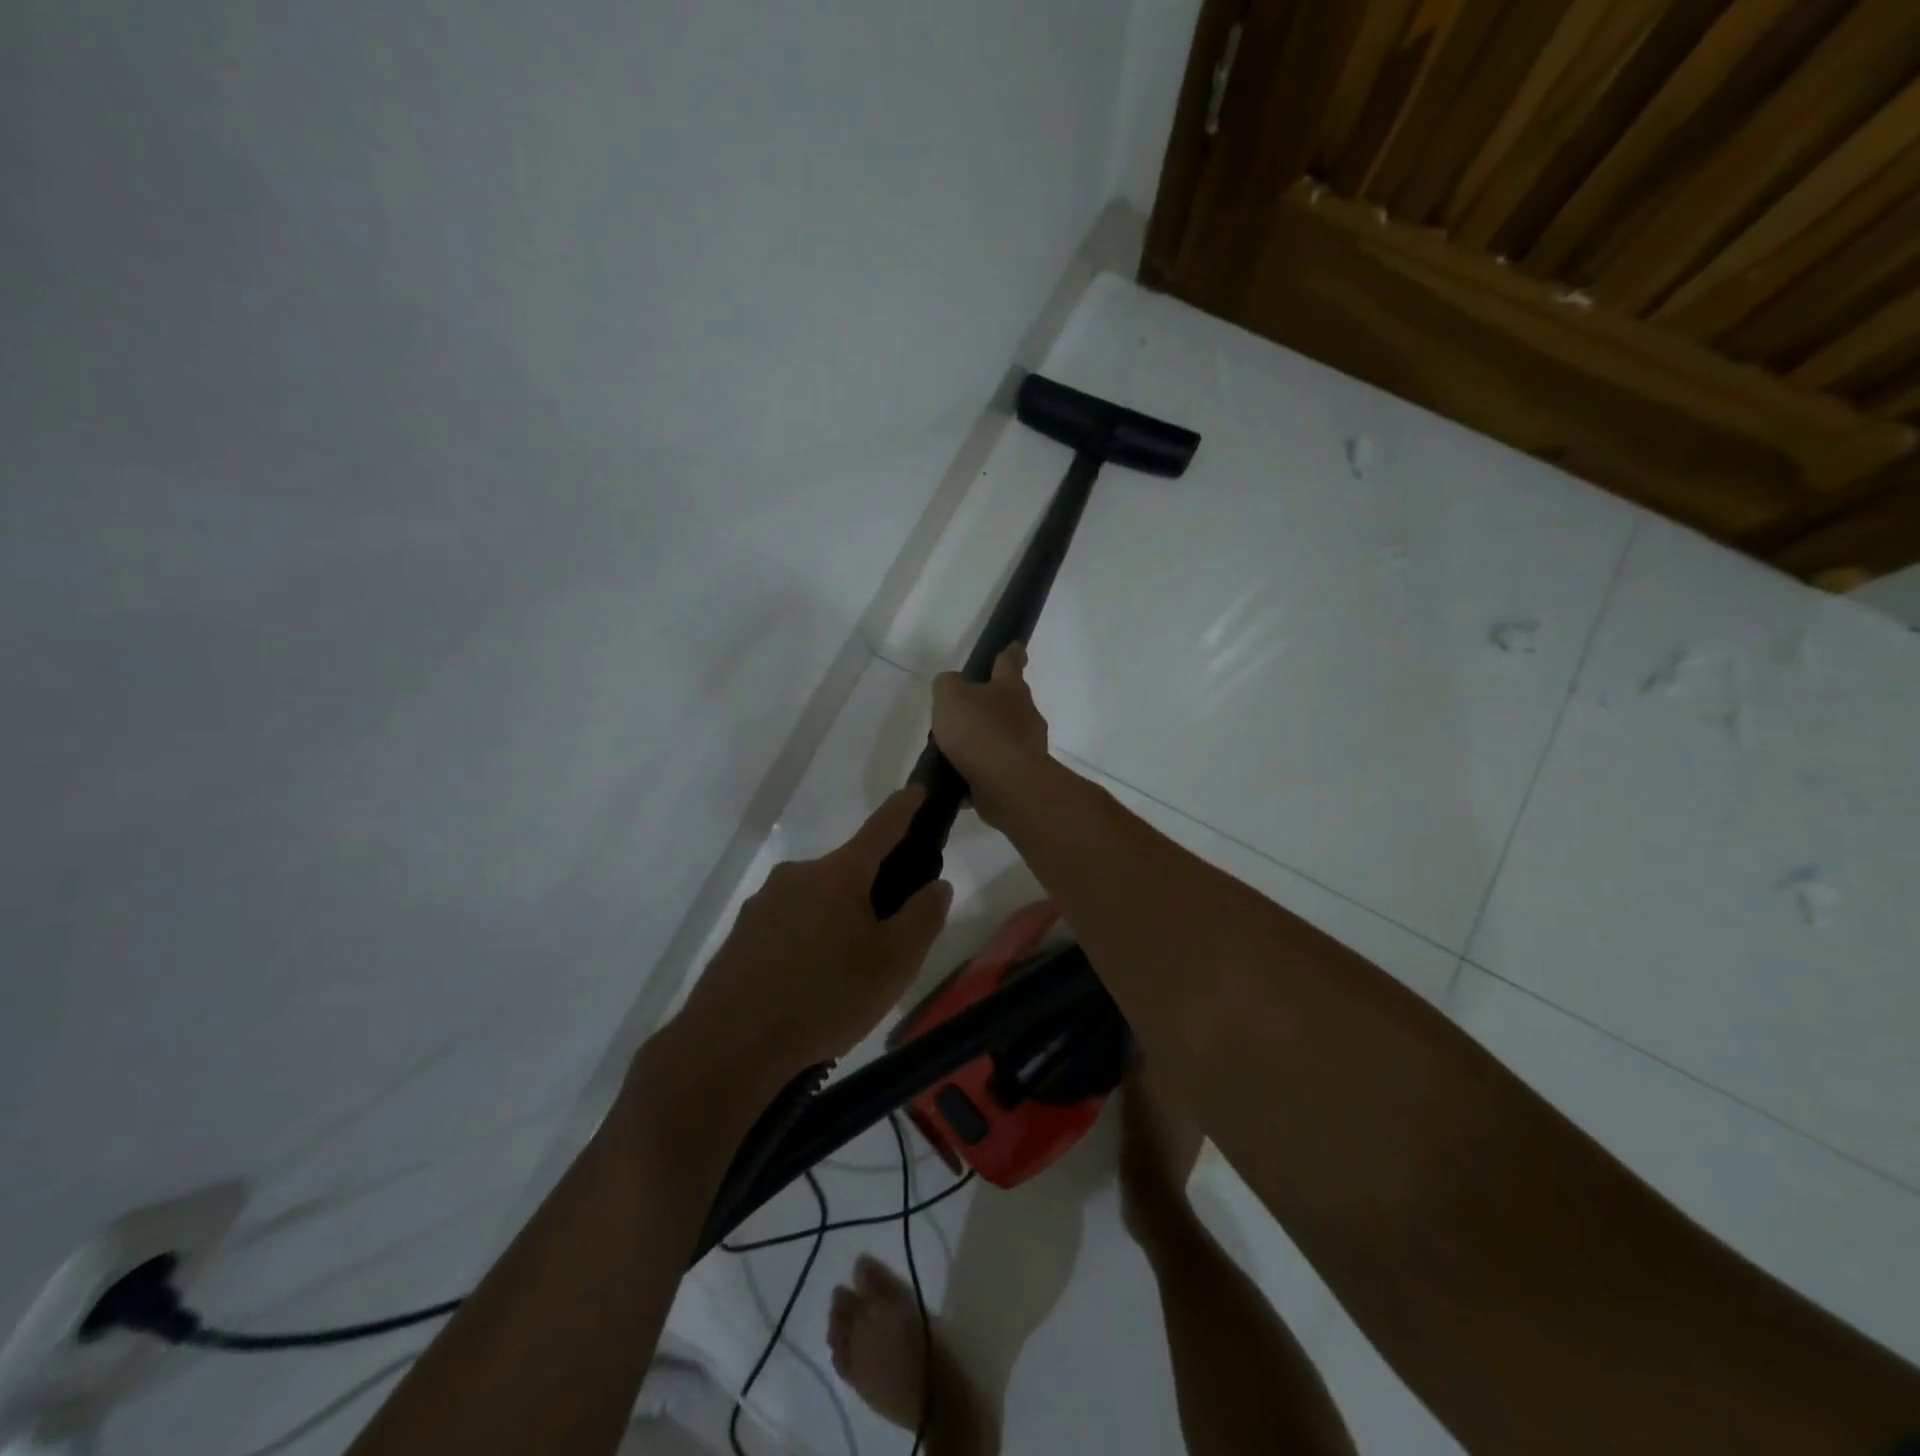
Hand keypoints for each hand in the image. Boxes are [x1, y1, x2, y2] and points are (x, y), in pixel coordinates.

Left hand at [675, 790, 953, 1076]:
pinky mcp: (743, 934)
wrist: (729, 1045)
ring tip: (847, 974)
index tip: (917, 790)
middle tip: (888, 938)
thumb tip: (937, 885)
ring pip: (817, 901)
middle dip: (872, 891)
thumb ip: (922, 918)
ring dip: (838, 921)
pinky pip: (789, 925)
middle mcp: (798, 875)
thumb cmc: (824, 997)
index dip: (904, 808)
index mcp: (838, 874)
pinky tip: (810, 985)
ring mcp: (764, 903)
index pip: (881, 828)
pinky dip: (809, 942)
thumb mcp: (893, 964)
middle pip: (847, 871)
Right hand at [931, 643, 1051, 826]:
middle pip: (1010, 702)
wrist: (1008, 783)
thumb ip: (947, 685)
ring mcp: (1027, 747)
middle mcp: (1025, 714)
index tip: (1016, 646)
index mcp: (1010, 688)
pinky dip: (982, 773)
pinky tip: (961, 782)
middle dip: (993, 704)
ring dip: (985, 742)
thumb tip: (952, 686)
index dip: (1010, 653)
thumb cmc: (979, 731)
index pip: (1009, 662)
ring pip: (1004, 737)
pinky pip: (998, 769)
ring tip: (956, 753)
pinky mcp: (1022, 776)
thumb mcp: (950, 697)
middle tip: (969, 710)